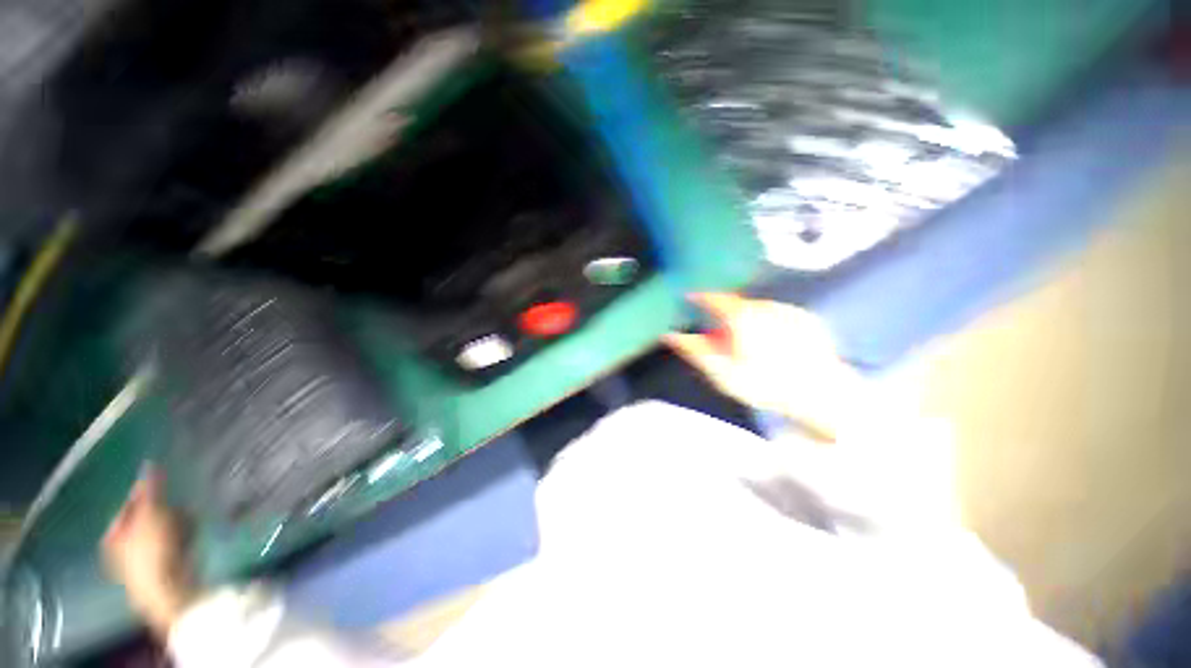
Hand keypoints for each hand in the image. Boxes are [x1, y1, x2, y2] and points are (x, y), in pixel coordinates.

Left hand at [102, 468, 198, 637]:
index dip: (145, 495)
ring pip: (160, 532)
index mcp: (111, 536)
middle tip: (177, 509)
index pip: (128, 506)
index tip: (164, 489)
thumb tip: (149, 464)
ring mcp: (141, 562)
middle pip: (145, 519)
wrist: (168, 589)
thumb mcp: (151, 512)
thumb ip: (150, 489)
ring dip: (175, 525)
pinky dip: (181, 539)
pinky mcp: (161, 570)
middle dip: (164, 512)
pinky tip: (190, 539)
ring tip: (187, 524)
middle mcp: (121, 549)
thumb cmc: (153, 549)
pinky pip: (171, 545)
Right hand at [663, 293, 860, 439]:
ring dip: (748, 320)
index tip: (690, 297)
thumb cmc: (763, 383)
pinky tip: (775, 345)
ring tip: (751, 345)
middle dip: (725, 315)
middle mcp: (764, 306)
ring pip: (758, 309)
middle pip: (736, 304)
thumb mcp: (721, 371)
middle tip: (722, 335)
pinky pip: (778, 315)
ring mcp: (787, 310)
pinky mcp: (806, 319)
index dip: (699, 296)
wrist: (820, 394)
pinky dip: (769, 324)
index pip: (713, 297)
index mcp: (740, 316)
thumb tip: (669, 335)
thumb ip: (694, 350)